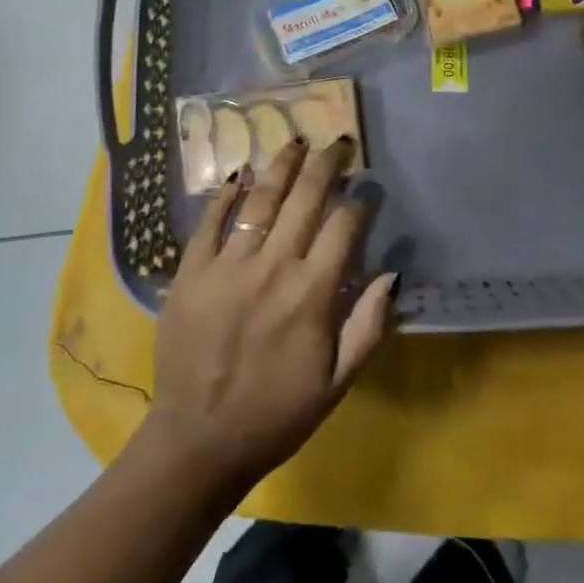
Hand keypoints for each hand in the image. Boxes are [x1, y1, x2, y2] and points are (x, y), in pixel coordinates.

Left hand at [140, 137, 397, 496]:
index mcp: (312, 294)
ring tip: (297, 141)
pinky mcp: (191, 271)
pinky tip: (240, 174)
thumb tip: (392, 274)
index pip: (344, 228)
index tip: (370, 188)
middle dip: (327, 165)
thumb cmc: (276, 415)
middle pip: (305, 200)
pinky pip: (210, 221)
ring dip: (282, 167)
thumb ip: (369, 327)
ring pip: (260, 200)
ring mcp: (227, 265)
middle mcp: (272, 267)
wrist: (198, 441)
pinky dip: (226, 194)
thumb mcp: (337, 383)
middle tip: (340, 143)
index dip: (361, 202)